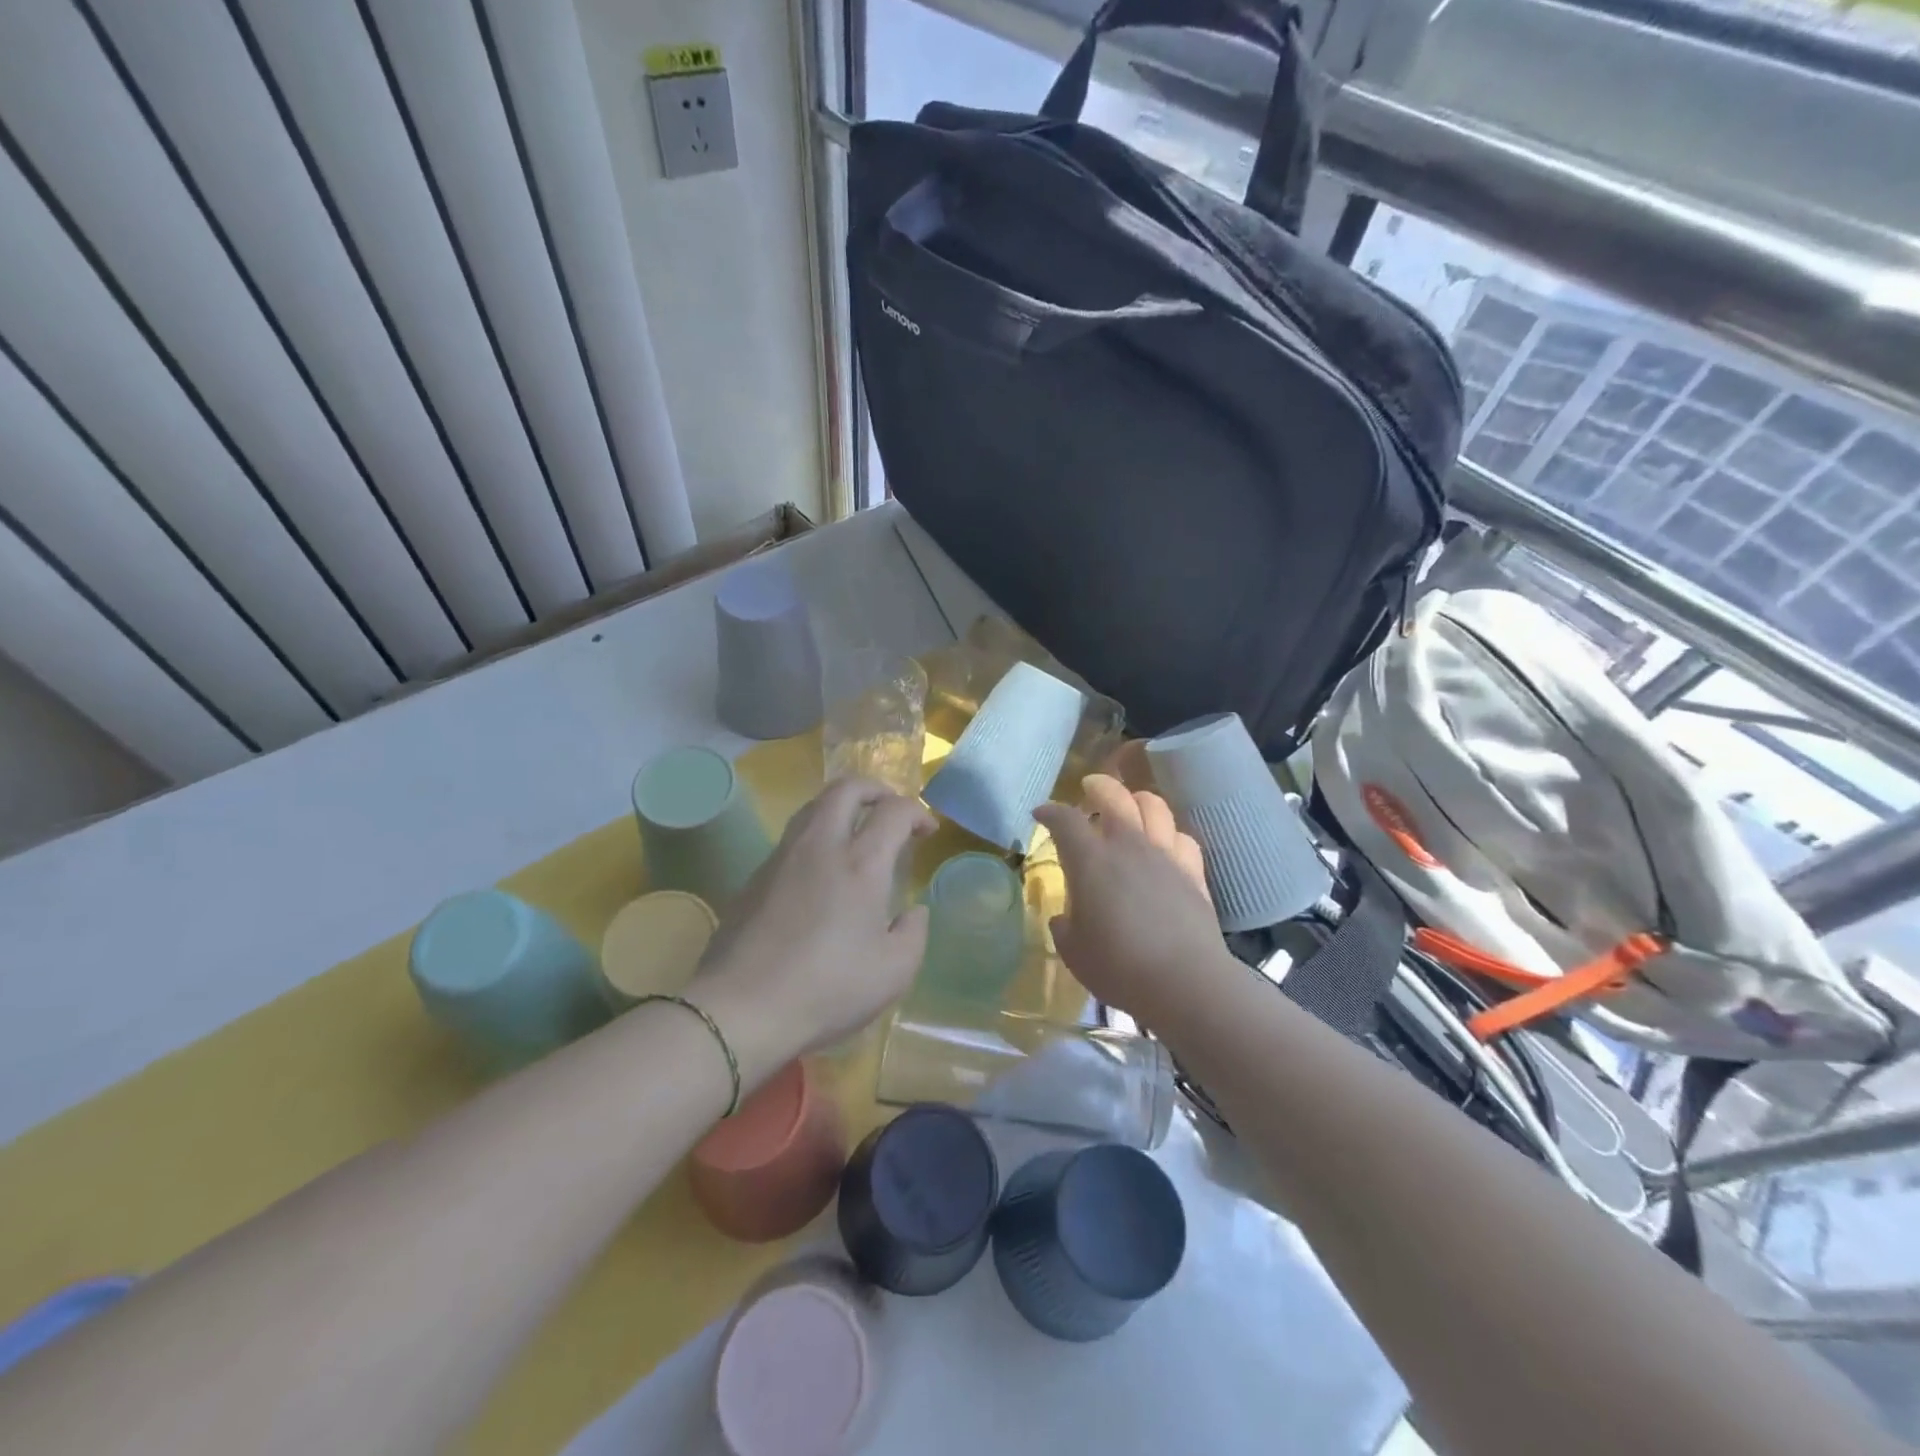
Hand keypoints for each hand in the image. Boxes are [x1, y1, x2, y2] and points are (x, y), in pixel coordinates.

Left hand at [688, 777, 933, 1081]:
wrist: (740, 1009)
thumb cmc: (827, 989)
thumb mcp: (893, 972)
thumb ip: (913, 933)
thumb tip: (912, 912)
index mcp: (861, 864)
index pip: (894, 811)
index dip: (916, 812)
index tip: (926, 831)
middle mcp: (820, 846)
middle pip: (845, 788)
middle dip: (874, 789)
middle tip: (889, 811)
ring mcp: (781, 858)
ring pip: (812, 807)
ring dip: (841, 808)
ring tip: (855, 834)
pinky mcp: (754, 878)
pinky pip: (791, 839)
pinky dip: (815, 838)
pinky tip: (820, 873)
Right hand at [1033, 775, 1224, 1025]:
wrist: (1185, 981)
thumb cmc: (1118, 966)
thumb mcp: (1073, 951)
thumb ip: (1064, 926)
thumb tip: (1065, 917)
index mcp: (1090, 860)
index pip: (1065, 819)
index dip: (1050, 811)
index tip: (1040, 814)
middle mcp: (1128, 845)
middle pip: (1115, 795)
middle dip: (1098, 786)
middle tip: (1089, 788)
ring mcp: (1165, 855)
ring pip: (1154, 806)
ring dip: (1138, 799)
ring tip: (1130, 806)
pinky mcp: (1193, 872)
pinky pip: (1182, 836)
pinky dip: (1168, 832)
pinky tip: (1164, 842)